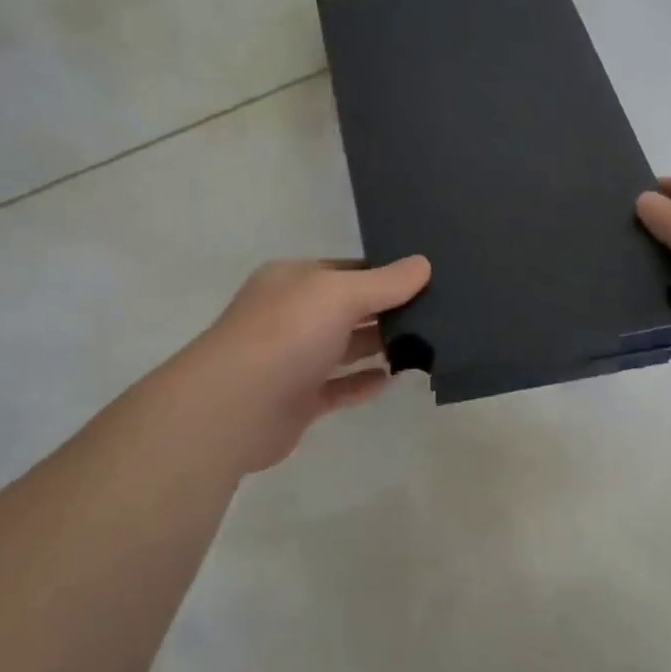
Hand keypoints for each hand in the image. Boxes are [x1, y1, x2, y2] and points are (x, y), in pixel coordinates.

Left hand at [181, 256, 431, 472]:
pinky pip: (337, 388)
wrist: (235, 407)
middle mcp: (291, 315)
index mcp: (293, 281)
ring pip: (343, 348)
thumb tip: (423, 264)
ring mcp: (292, 359)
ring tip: (422, 346)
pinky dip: (362, 383)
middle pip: (347, 309)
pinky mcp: (297, 400)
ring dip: (377, 347)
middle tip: (435, 314)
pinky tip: (391, 381)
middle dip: (385, 311)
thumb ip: (384, 283)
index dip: (383, 274)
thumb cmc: (287, 334)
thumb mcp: (340, 294)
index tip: (425, 281)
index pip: (346, 270)